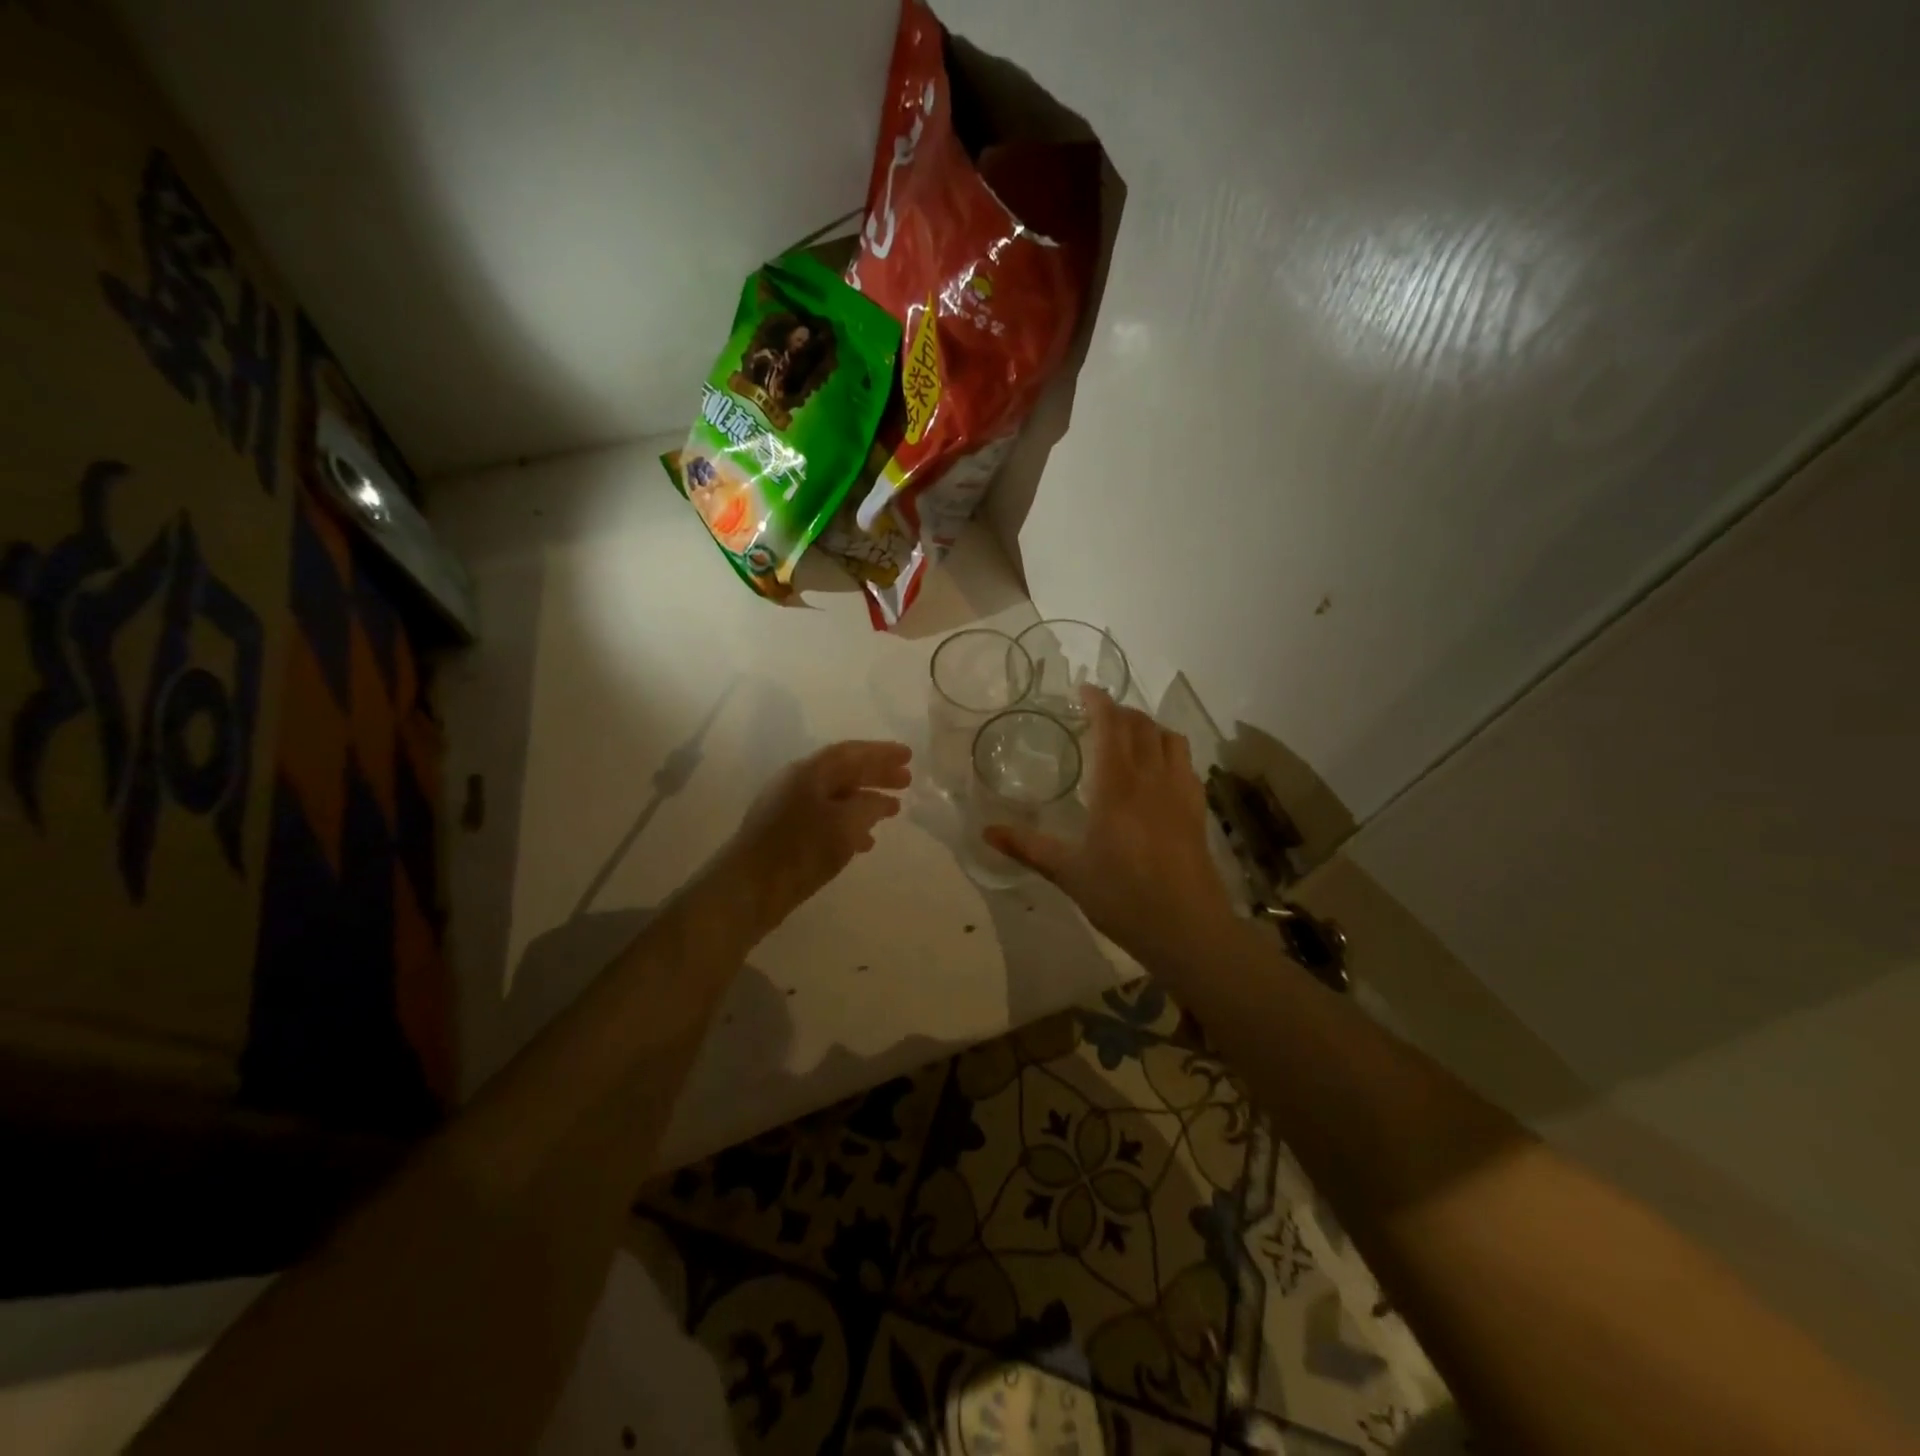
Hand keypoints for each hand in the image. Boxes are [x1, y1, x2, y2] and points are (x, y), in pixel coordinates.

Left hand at [723, 740, 912, 931]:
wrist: (748, 890)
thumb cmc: (800, 850)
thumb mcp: (845, 825)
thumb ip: (869, 807)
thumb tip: (881, 800)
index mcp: (809, 772)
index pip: (851, 752)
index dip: (881, 752)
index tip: (909, 755)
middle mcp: (795, 783)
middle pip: (843, 772)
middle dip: (876, 775)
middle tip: (906, 781)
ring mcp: (786, 808)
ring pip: (835, 796)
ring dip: (865, 800)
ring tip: (892, 811)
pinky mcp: (784, 834)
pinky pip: (825, 818)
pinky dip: (849, 823)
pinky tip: (864, 842)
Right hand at [984, 688, 1233, 963]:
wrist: (1187, 928)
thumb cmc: (1121, 896)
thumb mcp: (1068, 872)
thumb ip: (1027, 847)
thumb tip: (986, 832)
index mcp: (1116, 786)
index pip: (1111, 726)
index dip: (1099, 702)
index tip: (1085, 690)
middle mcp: (1151, 778)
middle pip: (1141, 726)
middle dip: (1121, 711)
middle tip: (1099, 713)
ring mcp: (1180, 792)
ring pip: (1170, 738)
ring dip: (1148, 726)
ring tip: (1130, 734)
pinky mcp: (1197, 809)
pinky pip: (1186, 762)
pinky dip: (1170, 750)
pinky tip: (1159, 769)